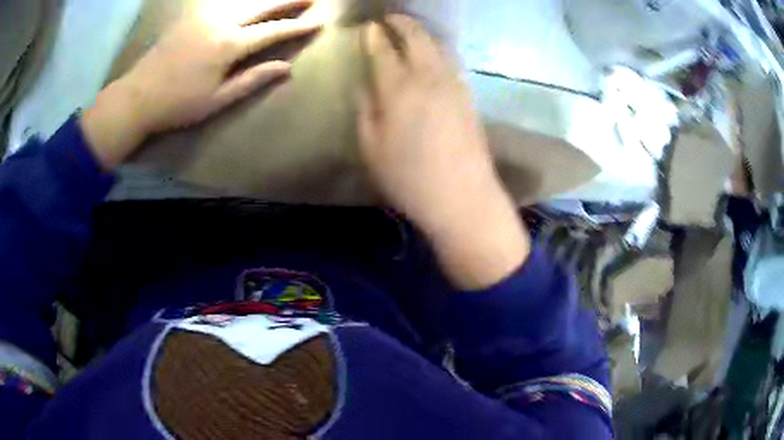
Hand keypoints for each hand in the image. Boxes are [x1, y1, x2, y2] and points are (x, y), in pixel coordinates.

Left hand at [82, 0, 320, 169]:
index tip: (318, 23)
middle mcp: (221, 22)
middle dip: (289, 0)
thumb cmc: (178, 105)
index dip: (297, 27)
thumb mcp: (217, 100)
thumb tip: (286, 68)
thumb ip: (252, 80)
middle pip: (262, 5)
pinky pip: (223, 0)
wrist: (138, 96)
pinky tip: (247, 0)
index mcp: (229, 45)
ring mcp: (205, 15)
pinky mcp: (192, 15)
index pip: (273, 31)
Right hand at [358, 15, 529, 288]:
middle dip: (402, 23)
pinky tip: (433, 54)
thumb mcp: (371, 148)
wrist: (463, 197)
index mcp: (398, 89)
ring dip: (422, 33)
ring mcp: (453, 85)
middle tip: (390, 19)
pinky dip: (439, 49)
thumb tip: (366, 85)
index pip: (384, 51)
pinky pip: (451, 61)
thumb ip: (366, 110)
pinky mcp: (468, 96)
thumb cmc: (409, 178)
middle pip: (416, 37)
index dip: (374, 37)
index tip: (369, 28)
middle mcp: (428, 77)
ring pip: (438, 46)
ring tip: (410, 30)